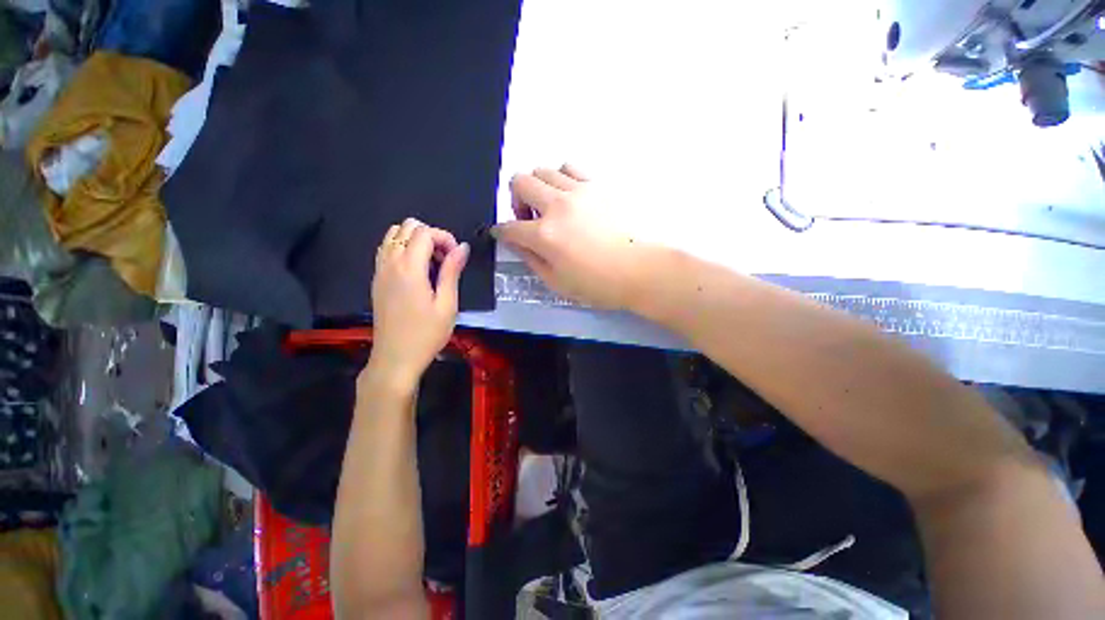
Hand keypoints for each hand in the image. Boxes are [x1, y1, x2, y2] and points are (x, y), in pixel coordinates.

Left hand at [367, 218, 469, 390]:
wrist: (396, 358)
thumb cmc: (426, 334)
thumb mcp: (447, 304)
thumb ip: (452, 271)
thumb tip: (462, 247)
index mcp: (409, 268)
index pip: (424, 232)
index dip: (445, 238)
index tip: (456, 257)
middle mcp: (390, 262)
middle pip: (407, 227)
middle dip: (431, 236)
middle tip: (445, 260)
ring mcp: (379, 270)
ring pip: (393, 235)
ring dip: (415, 241)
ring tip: (431, 264)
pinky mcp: (376, 279)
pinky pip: (386, 249)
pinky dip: (403, 249)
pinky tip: (417, 270)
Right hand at [492, 164, 648, 309]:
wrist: (638, 270)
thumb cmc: (597, 283)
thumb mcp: (556, 281)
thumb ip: (530, 259)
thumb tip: (515, 243)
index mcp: (545, 235)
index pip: (509, 227)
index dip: (501, 231)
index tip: (503, 233)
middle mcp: (558, 206)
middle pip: (520, 182)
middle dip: (515, 200)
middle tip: (528, 217)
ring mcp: (579, 191)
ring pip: (543, 170)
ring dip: (538, 187)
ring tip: (550, 206)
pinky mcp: (598, 185)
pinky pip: (570, 168)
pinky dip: (562, 178)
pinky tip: (570, 196)